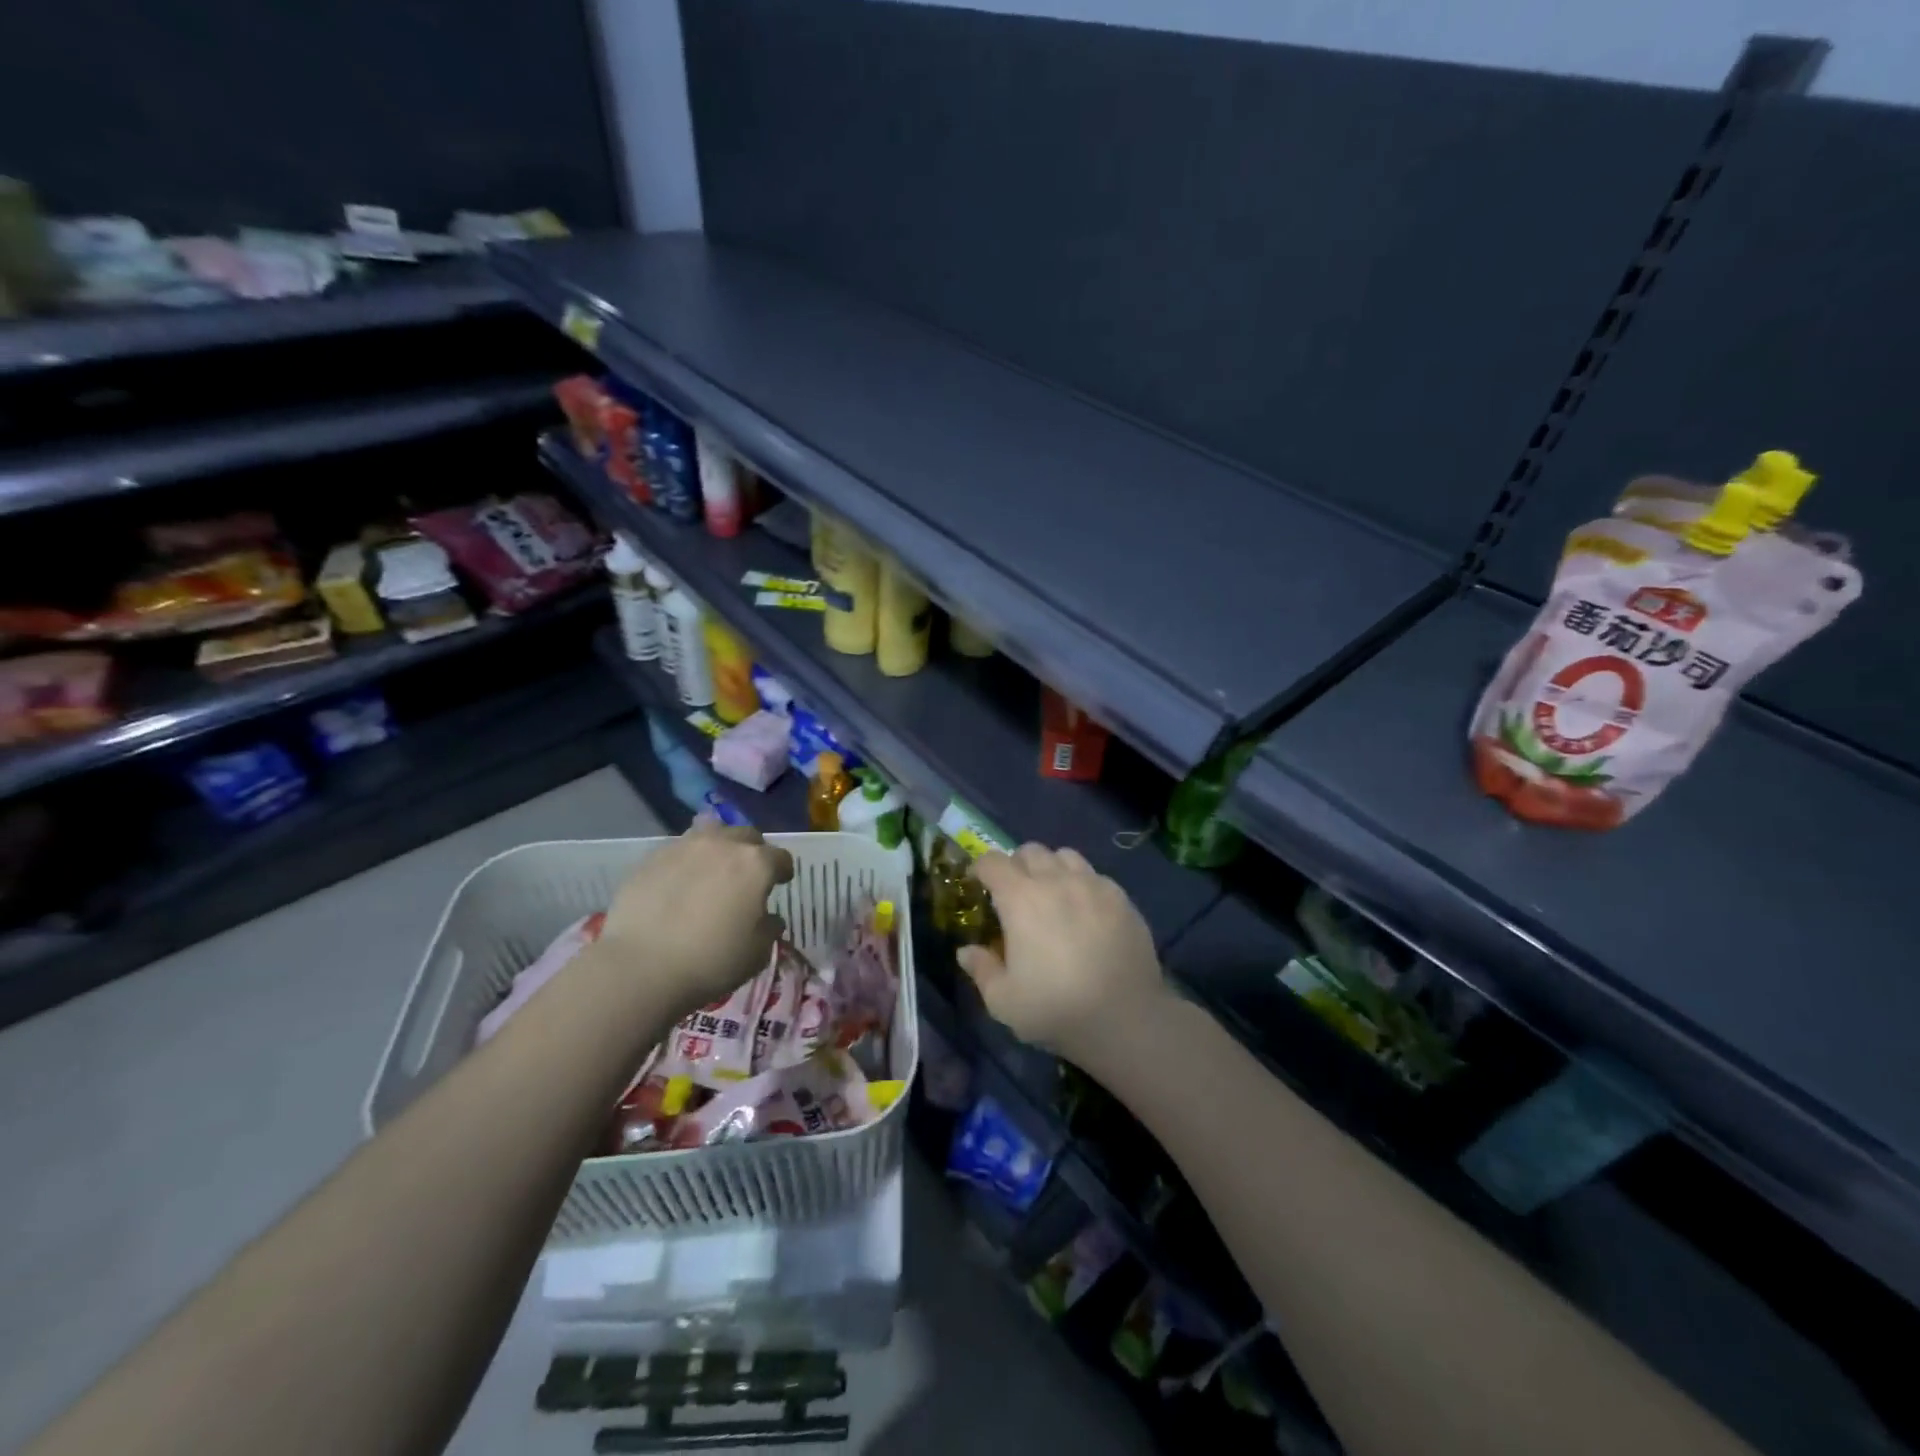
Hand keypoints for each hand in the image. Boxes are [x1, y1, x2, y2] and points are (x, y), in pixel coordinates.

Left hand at [597, 820, 794, 1017]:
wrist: (641, 967)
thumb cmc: (711, 961)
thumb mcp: (758, 952)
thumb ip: (769, 928)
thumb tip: (768, 918)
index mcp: (756, 864)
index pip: (781, 857)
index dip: (783, 871)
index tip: (781, 883)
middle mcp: (723, 844)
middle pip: (747, 836)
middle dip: (753, 851)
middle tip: (747, 875)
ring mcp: (684, 847)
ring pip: (710, 832)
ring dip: (718, 847)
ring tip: (712, 869)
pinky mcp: (651, 858)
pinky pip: (678, 850)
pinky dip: (686, 861)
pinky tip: (679, 884)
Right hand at [956, 844, 1169, 1065]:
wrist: (1126, 1018)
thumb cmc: (1056, 1009)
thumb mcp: (1003, 1001)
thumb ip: (981, 970)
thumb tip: (966, 951)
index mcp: (1020, 899)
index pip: (992, 862)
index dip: (981, 868)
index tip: (978, 884)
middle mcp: (1055, 880)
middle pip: (1030, 851)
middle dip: (1016, 865)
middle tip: (1015, 893)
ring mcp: (1092, 885)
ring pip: (1065, 856)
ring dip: (1051, 868)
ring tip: (1052, 894)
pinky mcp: (1121, 897)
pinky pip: (1094, 875)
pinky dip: (1082, 883)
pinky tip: (1084, 910)